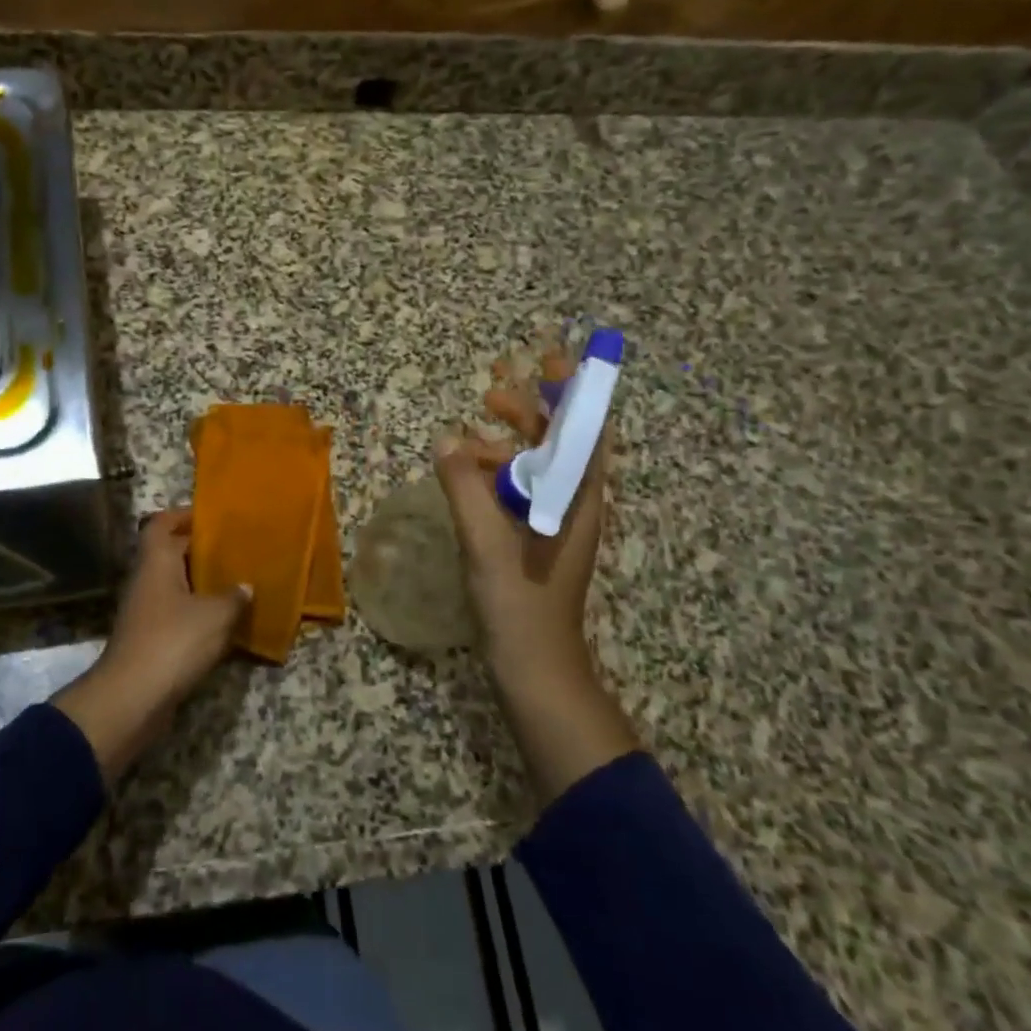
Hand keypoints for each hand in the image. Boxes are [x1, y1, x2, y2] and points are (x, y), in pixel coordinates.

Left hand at [53, 508, 250, 781]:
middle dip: (199, 550)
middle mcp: (146, 581)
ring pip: (174, 585)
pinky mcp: (149, 639)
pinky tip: (223, 621)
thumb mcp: (215, 616)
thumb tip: (245, 586)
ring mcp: (145, 611)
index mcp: (156, 562)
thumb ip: (233, 597)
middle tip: (234, 549)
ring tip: (235, 582)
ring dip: (200, 583)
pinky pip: (175, 613)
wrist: (132, 698)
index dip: (183, 515)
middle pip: (169, 553)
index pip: (162, 524)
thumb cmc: (174, 642)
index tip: (210, 517)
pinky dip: (196, 612)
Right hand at [433, 345, 637, 801]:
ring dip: (508, 444)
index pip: (584, 431)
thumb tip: (446, 439)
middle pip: (559, 444)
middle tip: (493, 393)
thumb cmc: (519, 604)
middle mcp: (573, 505)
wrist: (535, 670)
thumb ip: (464, 486)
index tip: (551, 360)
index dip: (572, 392)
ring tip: (470, 435)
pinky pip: (520, 492)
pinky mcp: (534, 541)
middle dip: (530, 412)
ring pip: (536, 468)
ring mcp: (554, 525)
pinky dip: (496, 475)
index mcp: (577, 499)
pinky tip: (467, 476)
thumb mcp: (486, 541)